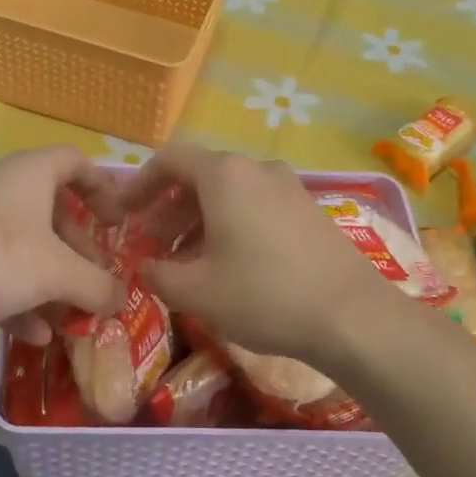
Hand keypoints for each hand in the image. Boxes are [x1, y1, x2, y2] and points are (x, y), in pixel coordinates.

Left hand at [0, 147, 125, 347]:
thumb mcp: (57, 273)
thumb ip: (97, 285)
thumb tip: (124, 299)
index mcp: (28, 174)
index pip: (74, 162)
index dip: (102, 187)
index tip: (118, 222)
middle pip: (49, 210)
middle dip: (77, 248)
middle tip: (95, 279)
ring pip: (21, 245)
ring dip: (49, 279)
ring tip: (70, 316)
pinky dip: (17, 296)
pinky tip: (32, 335)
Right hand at [121, 146, 385, 362]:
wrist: (351, 316)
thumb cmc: (263, 296)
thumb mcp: (197, 291)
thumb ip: (158, 273)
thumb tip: (145, 266)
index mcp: (224, 175)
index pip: (169, 160)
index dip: (139, 184)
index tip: (124, 214)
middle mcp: (257, 169)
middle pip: (200, 177)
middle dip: (168, 209)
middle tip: (152, 245)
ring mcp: (288, 187)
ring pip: (229, 193)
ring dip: (198, 221)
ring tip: (185, 262)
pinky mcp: (308, 209)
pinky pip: (256, 206)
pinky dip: (230, 225)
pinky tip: (227, 265)